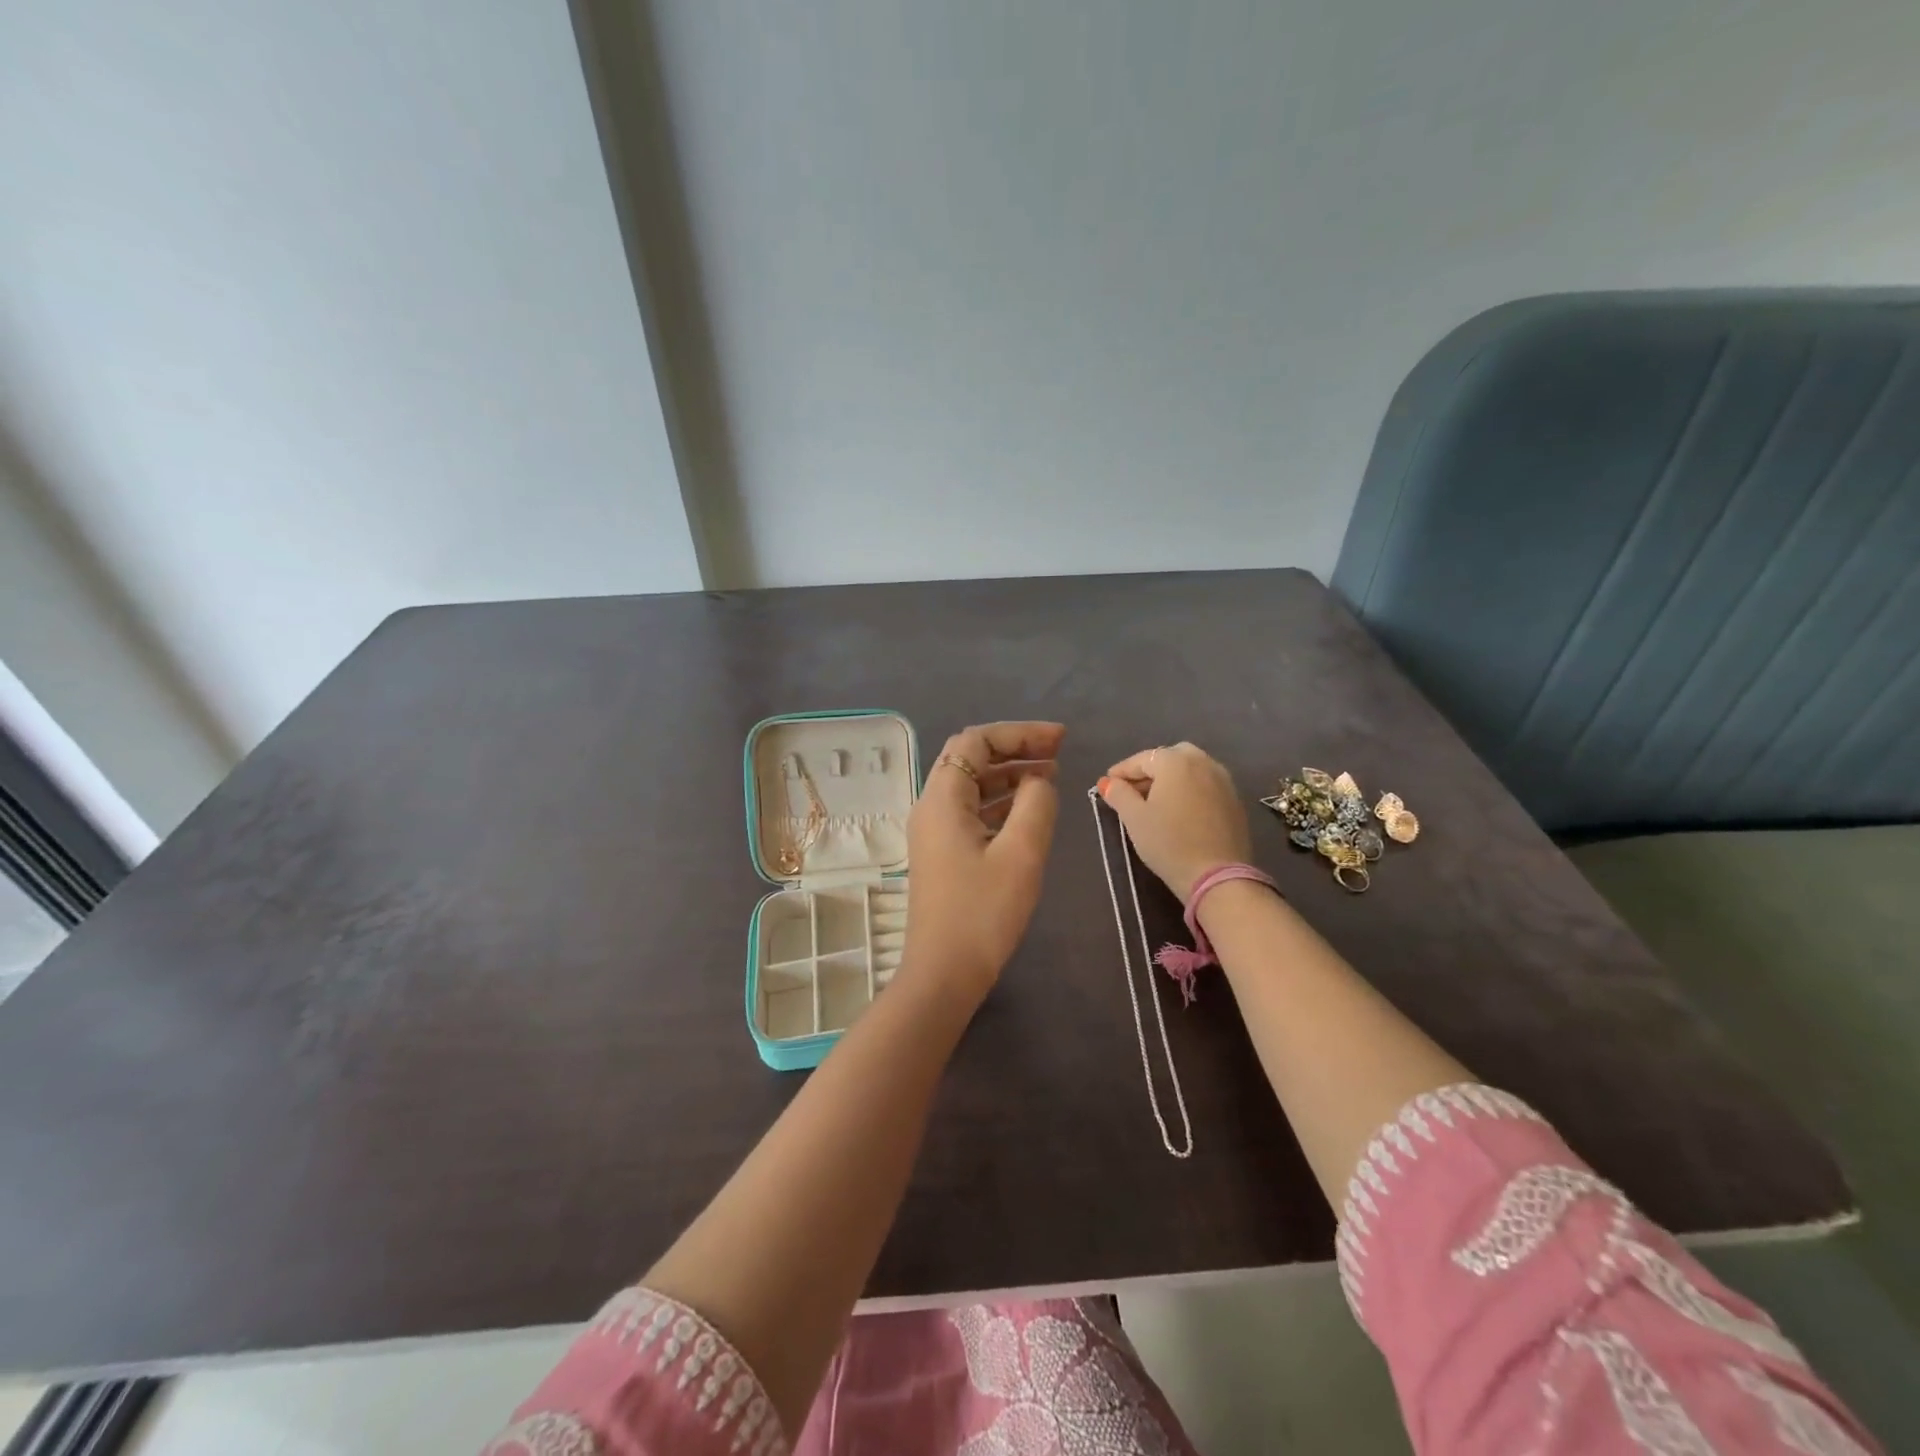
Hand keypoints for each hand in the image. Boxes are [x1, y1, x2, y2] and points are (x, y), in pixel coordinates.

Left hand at [903, 722, 1064, 1006]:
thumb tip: (1039, 780)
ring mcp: (934, 831)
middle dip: (1014, 748)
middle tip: (1058, 751)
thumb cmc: (983, 912)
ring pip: (971, 785)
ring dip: (1009, 774)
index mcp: (942, 799)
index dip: (1019, 733)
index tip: (1060, 739)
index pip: (975, 742)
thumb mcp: (1021, 853)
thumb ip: (1036, 804)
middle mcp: (931, 807)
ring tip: (1052, 775)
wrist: (944, 973)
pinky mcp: (943, 853)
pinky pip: (972, 811)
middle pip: (970, 759)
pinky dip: (1001, 801)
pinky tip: (1030, 809)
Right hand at [1098, 742, 1250, 901]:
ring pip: (1191, 770)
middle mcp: (1203, 762)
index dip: (1121, 771)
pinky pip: (1205, 785)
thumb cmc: (1169, 843)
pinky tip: (1180, 811)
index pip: (1142, 759)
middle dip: (1150, 771)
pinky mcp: (1235, 801)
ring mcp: (1223, 781)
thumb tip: (1109, 783)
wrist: (1217, 876)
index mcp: (1176, 761)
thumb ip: (1119, 794)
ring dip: (1171, 779)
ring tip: (1156, 802)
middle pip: (1170, 758)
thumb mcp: (1135, 818)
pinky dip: (1189, 790)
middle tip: (1133, 791)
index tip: (1106, 784)